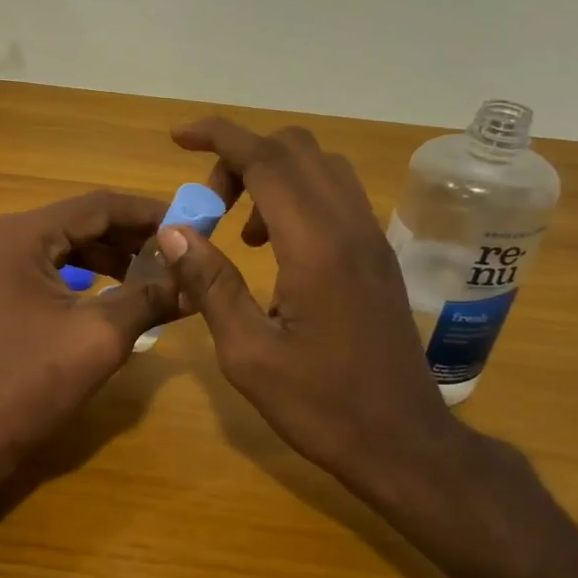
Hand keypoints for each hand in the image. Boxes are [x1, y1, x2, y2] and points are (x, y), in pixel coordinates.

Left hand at [0, 189, 177, 482]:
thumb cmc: (28, 384)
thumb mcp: (98, 337)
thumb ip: (148, 298)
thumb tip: (194, 283)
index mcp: (20, 236)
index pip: (96, 206)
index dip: (148, 213)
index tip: (192, 223)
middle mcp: (2, 237)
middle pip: (80, 221)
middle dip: (132, 235)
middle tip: (180, 250)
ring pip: (66, 244)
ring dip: (111, 254)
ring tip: (158, 271)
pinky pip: (50, 268)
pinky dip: (86, 274)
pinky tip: (119, 289)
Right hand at [157, 118, 487, 528]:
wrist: (404, 441)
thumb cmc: (321, 406)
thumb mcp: (248, 354)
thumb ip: (211, 284)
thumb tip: (173, 231)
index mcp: (316, 247)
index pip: (266, 160)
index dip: (218, 136)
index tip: (178, 137)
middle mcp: (350, 227)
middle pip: (295, 149)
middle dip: (240, 157)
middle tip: (207, 205)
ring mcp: (371, 238)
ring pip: (320, 167)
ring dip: (271, 175)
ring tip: (237, 230)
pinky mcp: (378, 255)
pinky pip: (335, 195)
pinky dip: (296, 196)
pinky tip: (273, 249)